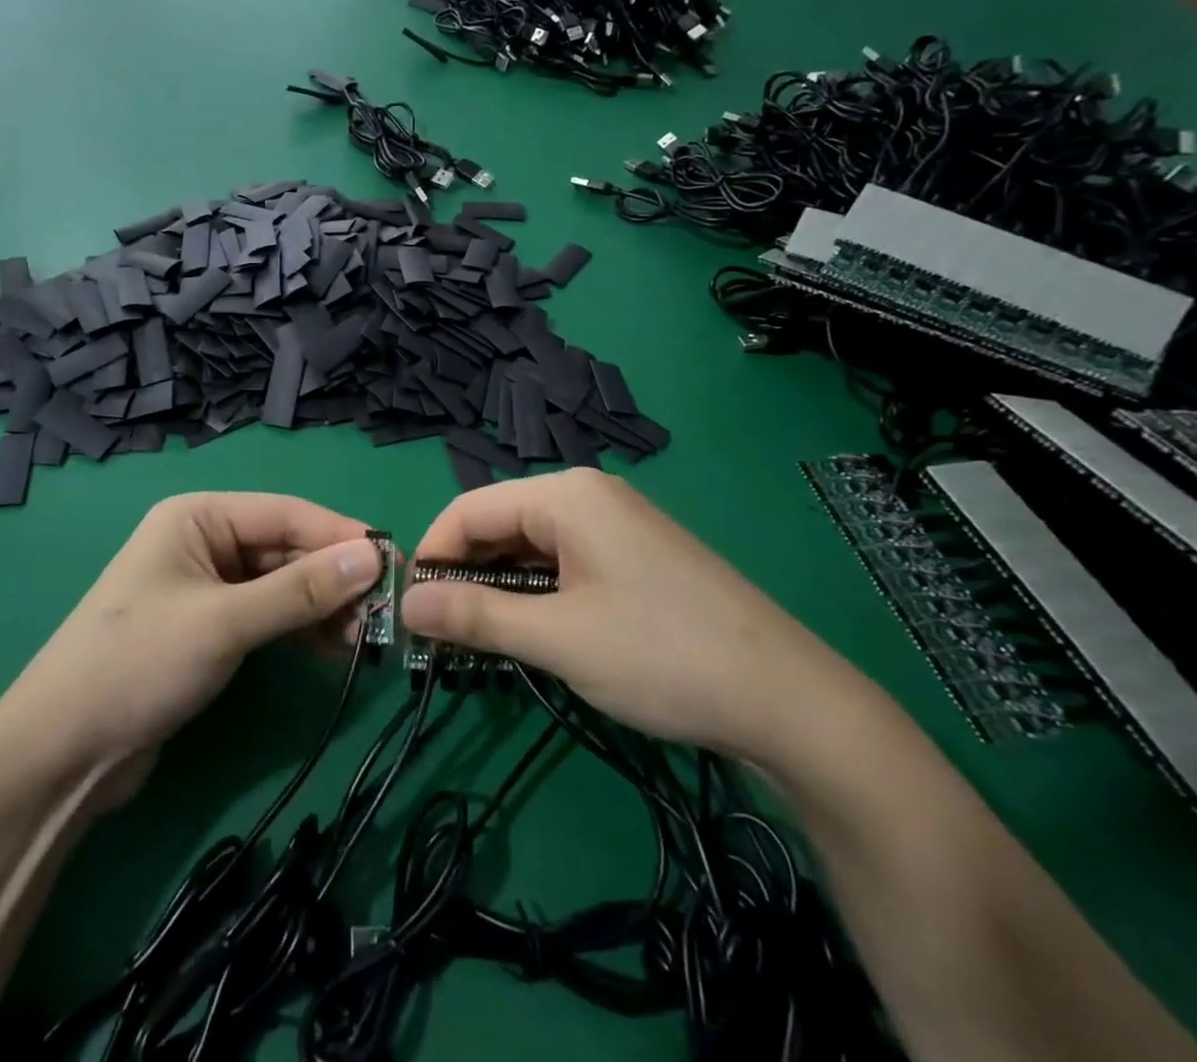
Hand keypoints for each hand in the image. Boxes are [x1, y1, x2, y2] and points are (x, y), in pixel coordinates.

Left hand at [0, 493, 382, 806]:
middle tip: (387, 611)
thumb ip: (300, 590)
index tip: (395, 561)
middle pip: (286, 550)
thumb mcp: (225, 622)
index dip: (341, 536)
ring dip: (323, 608)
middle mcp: (205, 543)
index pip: (286, 514)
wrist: (60, 756)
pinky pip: (268, 617)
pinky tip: (337, 651)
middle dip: (334, 579)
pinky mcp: (210, 630)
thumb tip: (374, 556)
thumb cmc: (137, 665)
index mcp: (199, 517)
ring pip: (281, 586)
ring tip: (368, 638)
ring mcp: (207, 588)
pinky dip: (301, 631)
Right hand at [401, 470, 866, 762]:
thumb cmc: (661, 656)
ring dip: (498, 587)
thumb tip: (405, 605)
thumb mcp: (558, 639)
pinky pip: (564, 561)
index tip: (409, 610)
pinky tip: (530, 630)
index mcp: (565, 495)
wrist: (791, 702)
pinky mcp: (635, 556)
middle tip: (438, 634)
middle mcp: (588, 495)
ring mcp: (617, 524)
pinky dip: (536, 591)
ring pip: (531, 546)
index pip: (469, 509)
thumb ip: (475, 617)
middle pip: (499, 523)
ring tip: (477, 639)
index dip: (432, 556)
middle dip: (464, 573)